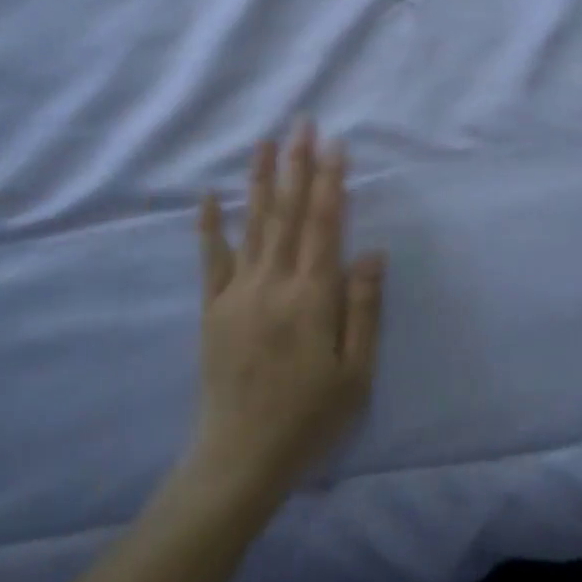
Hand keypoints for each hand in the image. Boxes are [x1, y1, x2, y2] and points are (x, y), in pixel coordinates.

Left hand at [190, 125, 385, 495]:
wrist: (240, 459)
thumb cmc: (309, 418)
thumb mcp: (356, 373)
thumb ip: (364, 308)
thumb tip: (372, 250)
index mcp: (311, 297)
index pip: (324, 224)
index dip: (330, 181)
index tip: (335, 143)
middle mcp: (272, 284)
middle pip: (287, 213)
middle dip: (296, 165)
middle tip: (302, 123)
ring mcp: (237, 294)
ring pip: (252, 225)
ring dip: (260, 180)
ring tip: (265, 142)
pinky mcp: (213, 310)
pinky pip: (211, 260)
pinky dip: (210, 226)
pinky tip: (209, 196)